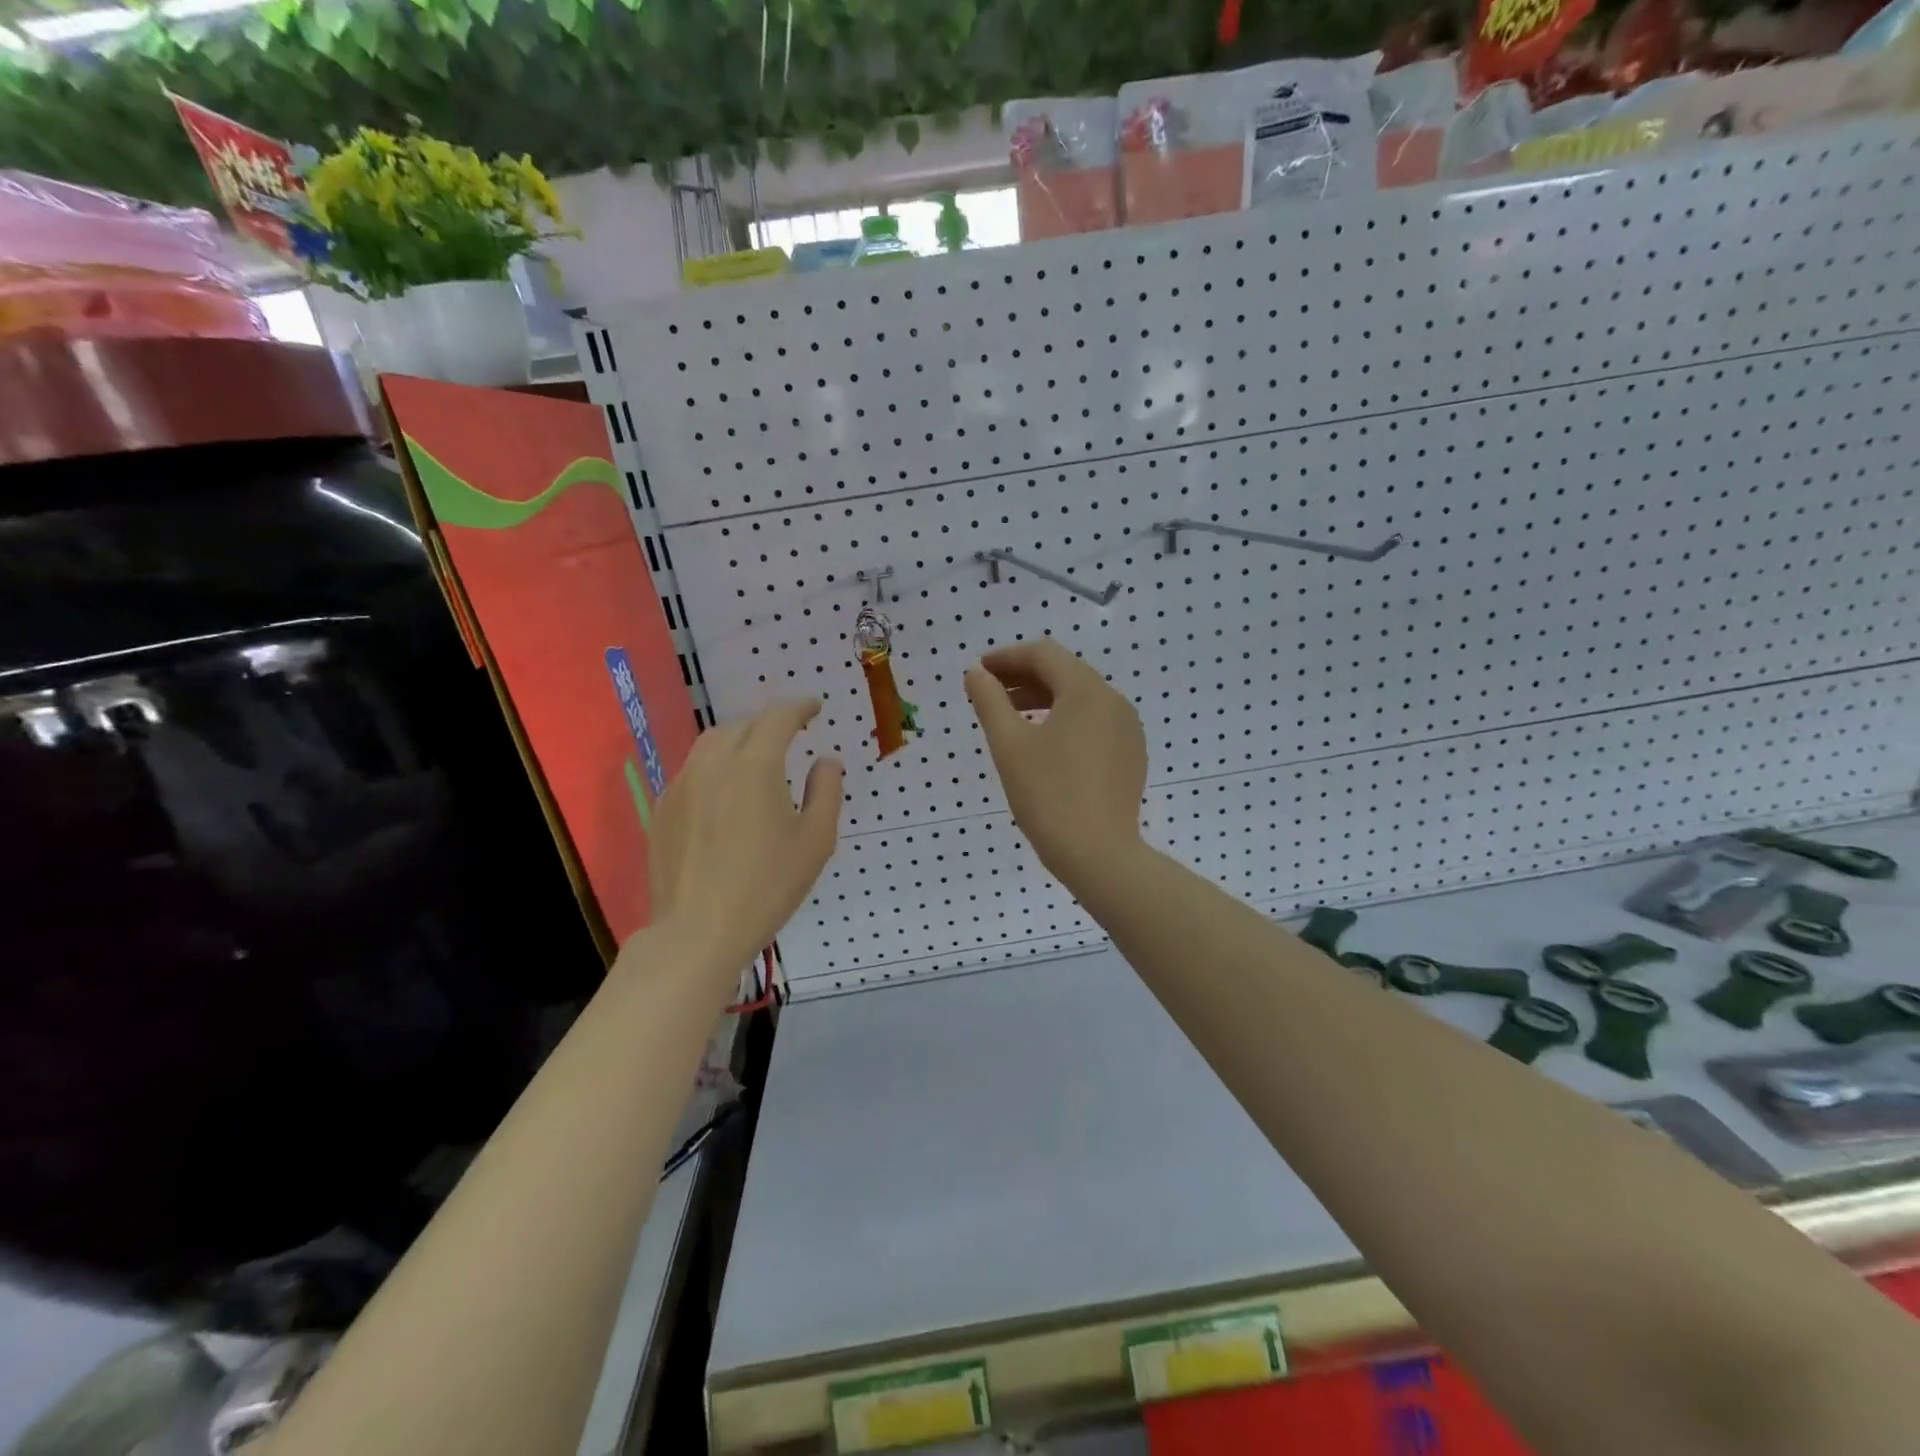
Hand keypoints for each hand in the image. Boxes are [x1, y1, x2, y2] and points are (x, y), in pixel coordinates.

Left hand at [646, 700, 842, 979]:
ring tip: (757, 756)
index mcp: (755, 765)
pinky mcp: (663, 809)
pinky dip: (715, 766)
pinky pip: (693, 771)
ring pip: (711, 744)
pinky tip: (725, 791)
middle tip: (790, 732)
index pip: (778, 718)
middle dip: (769, 723)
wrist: (697, 931)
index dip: (799, 707)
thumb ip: (826, 791)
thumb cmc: (767, 886)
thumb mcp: (816, 840)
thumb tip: (826, 761)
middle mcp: (713, 764)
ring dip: (739, 740)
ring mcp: (681, 785)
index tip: (814, 707)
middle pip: (742, 725)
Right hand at [964, 639, 1148, 892]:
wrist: (1098, 854)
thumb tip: (975, 674)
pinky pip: (1094, 723)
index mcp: (1087, 691)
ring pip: (1080, 699)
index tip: (978, 671)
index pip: (1044, 654)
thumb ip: (990, 701)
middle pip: (1064, 673)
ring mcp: (1127, 729)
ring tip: (1010, 715)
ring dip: (1043, 698)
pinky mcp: (1130, 755)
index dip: (1007, 657)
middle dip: (1023, 677)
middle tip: (988, 692)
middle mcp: (1114, 701)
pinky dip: (1064, 720)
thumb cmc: (1048, 795)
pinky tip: (1044, 743)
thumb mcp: (1009, 745)